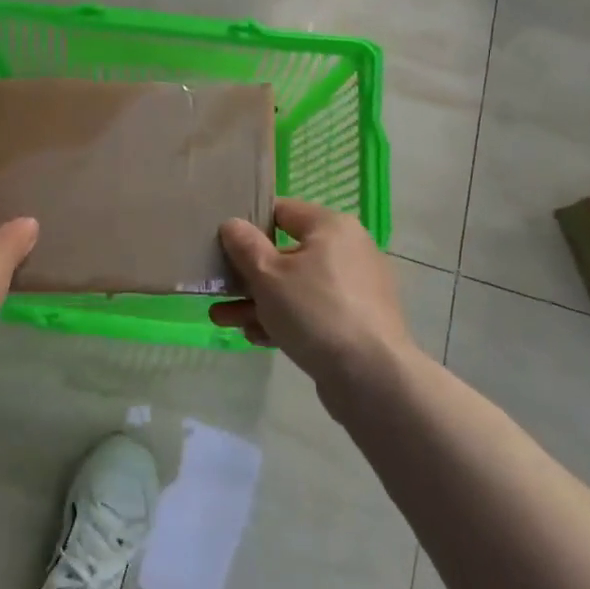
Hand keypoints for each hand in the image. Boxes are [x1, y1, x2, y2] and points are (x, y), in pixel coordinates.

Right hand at [213, 199, 410, 389]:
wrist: (372, 377)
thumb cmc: (315, 311)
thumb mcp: (267, 275)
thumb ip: (244, 245)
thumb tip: (232, 223)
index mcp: (330, 227)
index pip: (281, 210)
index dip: (248, 223)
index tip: (222, 241)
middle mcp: (346, 250)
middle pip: (285, 253)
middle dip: (247, 274)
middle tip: (216, 287)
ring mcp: (353, 288)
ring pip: (295, 286)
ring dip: (258, 301)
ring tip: (222, 319)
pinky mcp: (355, 322)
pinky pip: (312, 311)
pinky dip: (284, 320)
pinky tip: (255, 337)